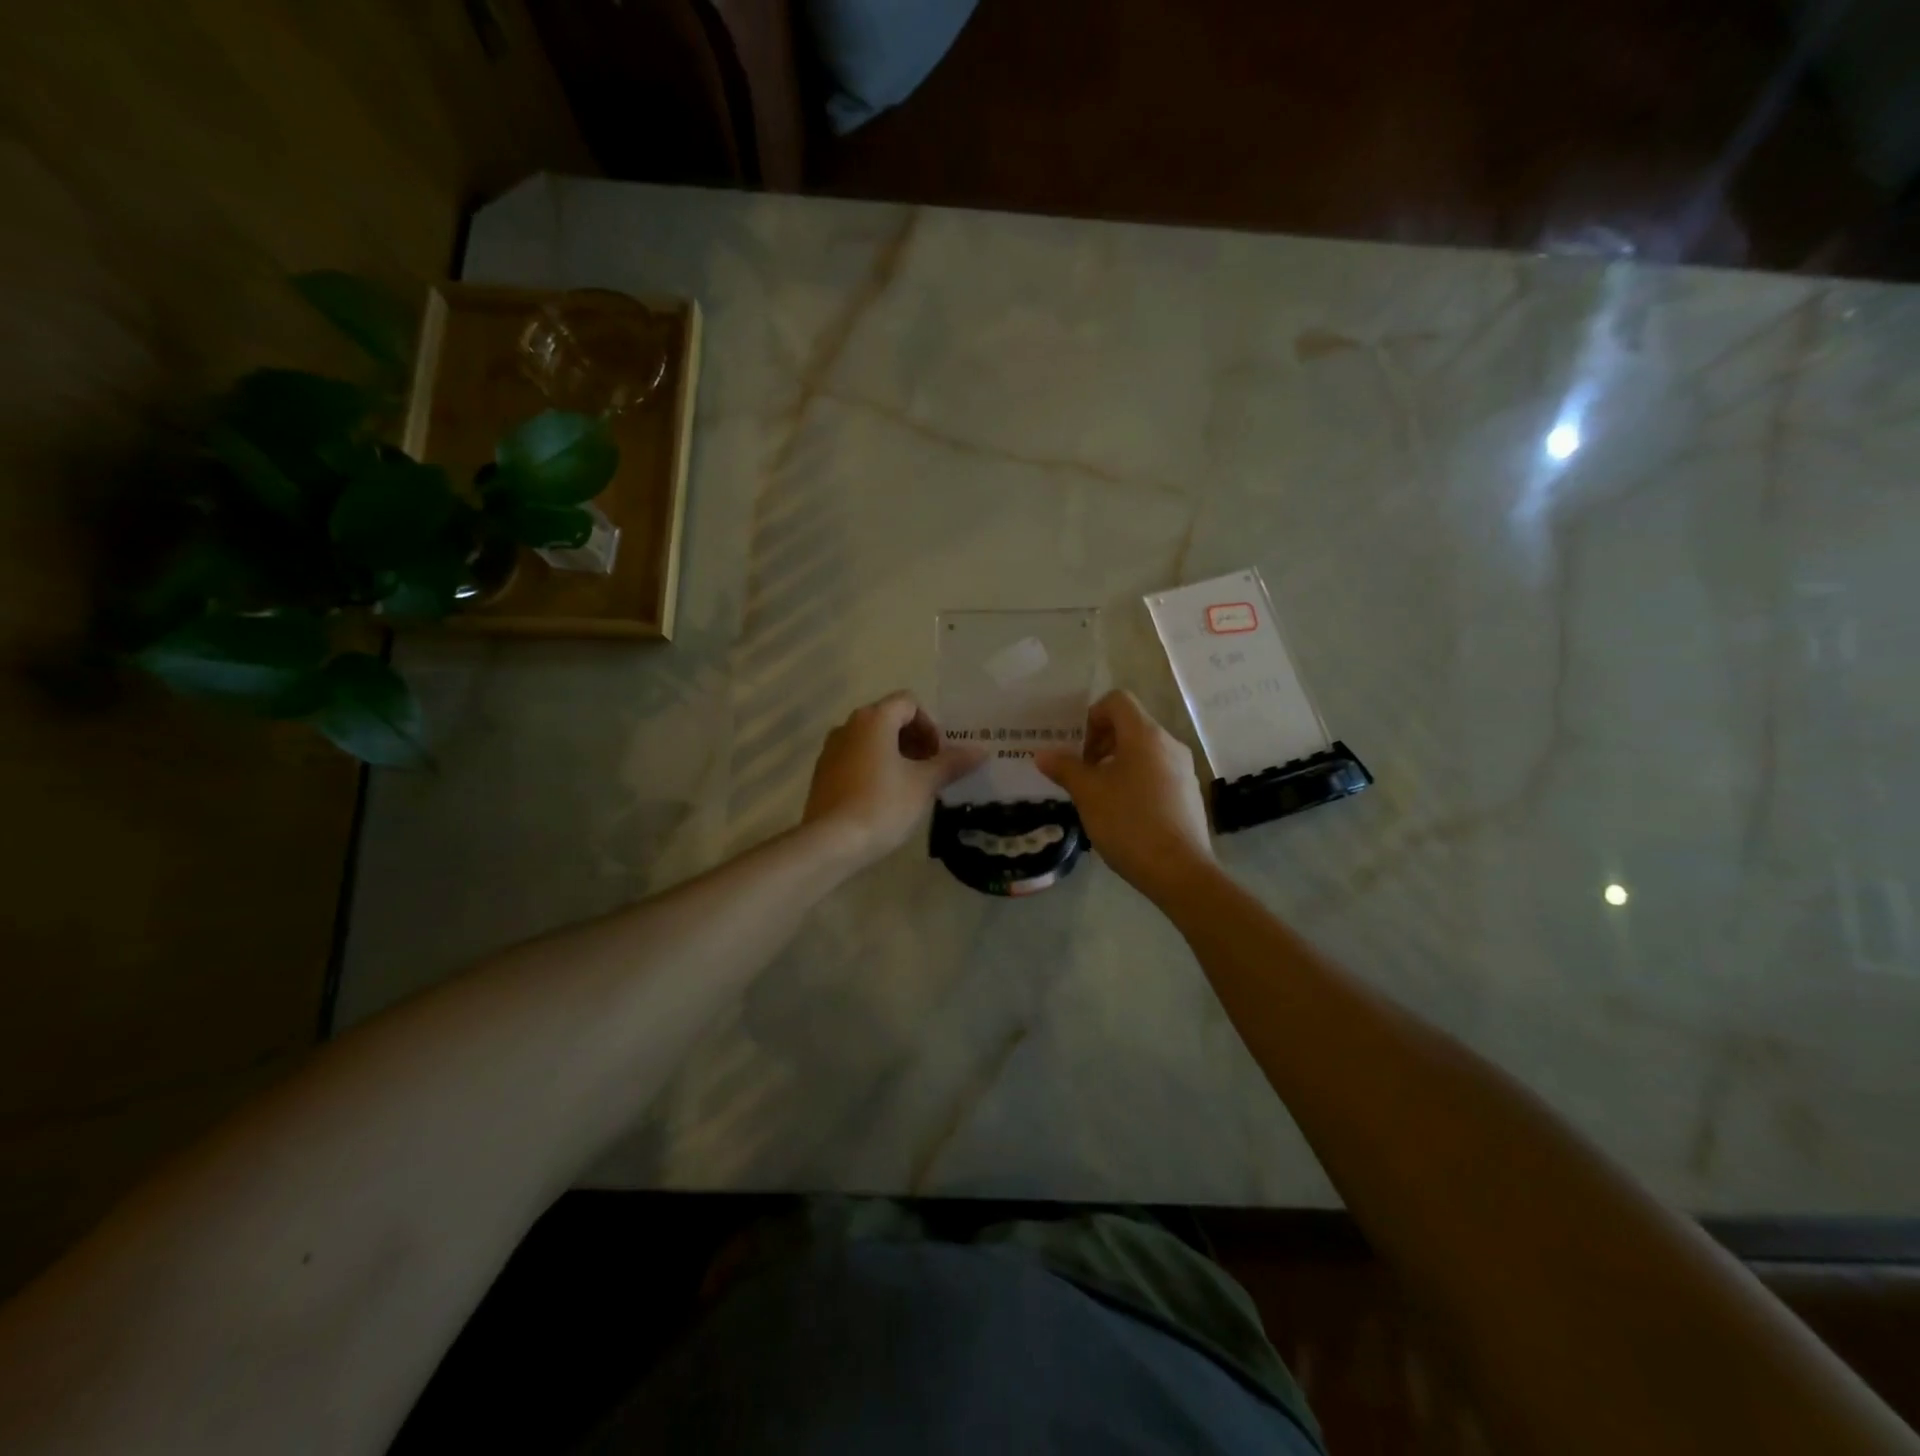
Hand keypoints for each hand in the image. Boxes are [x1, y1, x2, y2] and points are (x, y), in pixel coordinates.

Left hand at [803, 691, 985, 867]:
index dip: (930, 726)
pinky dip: (873, 768)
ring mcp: (831, 749)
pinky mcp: (822, 773)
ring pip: (870, 740)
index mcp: (874, 719)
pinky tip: (883, 798)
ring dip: (894, 755)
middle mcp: (848, 725)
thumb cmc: (883, 805)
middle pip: (888, 719)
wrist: (832, 842)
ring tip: (909, 786)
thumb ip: (952, 763)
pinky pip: (854, 759)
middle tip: (929, 771)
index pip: (909, 703)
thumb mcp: (924, 784)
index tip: (938, 756)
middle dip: (914, 740)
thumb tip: (981, 751)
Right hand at [1034, 689, 1215, 900]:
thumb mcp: (1088, 794)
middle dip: (1101, 742)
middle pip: (1131, 725)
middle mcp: (1169, 744)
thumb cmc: (1129, 823)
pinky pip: (1157, 772)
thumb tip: (1043, 754)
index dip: (1091, 715)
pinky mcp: (1189, 793)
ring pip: (1144, 751)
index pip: (1117, 701)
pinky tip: (1123, 813)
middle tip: (1081, 772)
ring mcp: (1183, 769)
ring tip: (1099, 794)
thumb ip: (1064, 768)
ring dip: (1117, 763)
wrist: (1179, 870)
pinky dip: (1136, 780)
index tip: (1078, 747)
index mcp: (1145, 735)